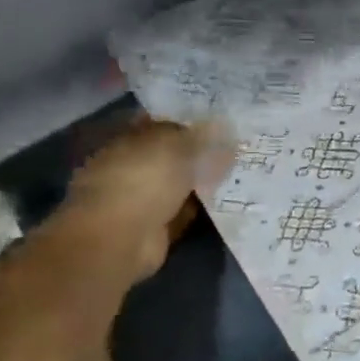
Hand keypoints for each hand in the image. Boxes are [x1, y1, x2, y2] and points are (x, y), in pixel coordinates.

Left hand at [59, 117, 235, 282]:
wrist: (122, 238)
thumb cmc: (143, 179)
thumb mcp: (175, 144)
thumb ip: (198, 134)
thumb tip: (220, 126)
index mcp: (126, 140)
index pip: (160, 124)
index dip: (189, 122)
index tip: (219, 123)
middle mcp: (130, 167)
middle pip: (171, 155)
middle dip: (199, 153)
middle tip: (234, 147)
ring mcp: (140, 199)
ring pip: (179, 183)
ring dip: (201, 180)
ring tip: (237, 172)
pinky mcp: (154, 227)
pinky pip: (184, 210)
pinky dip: (200, 206)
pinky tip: (225, 199)